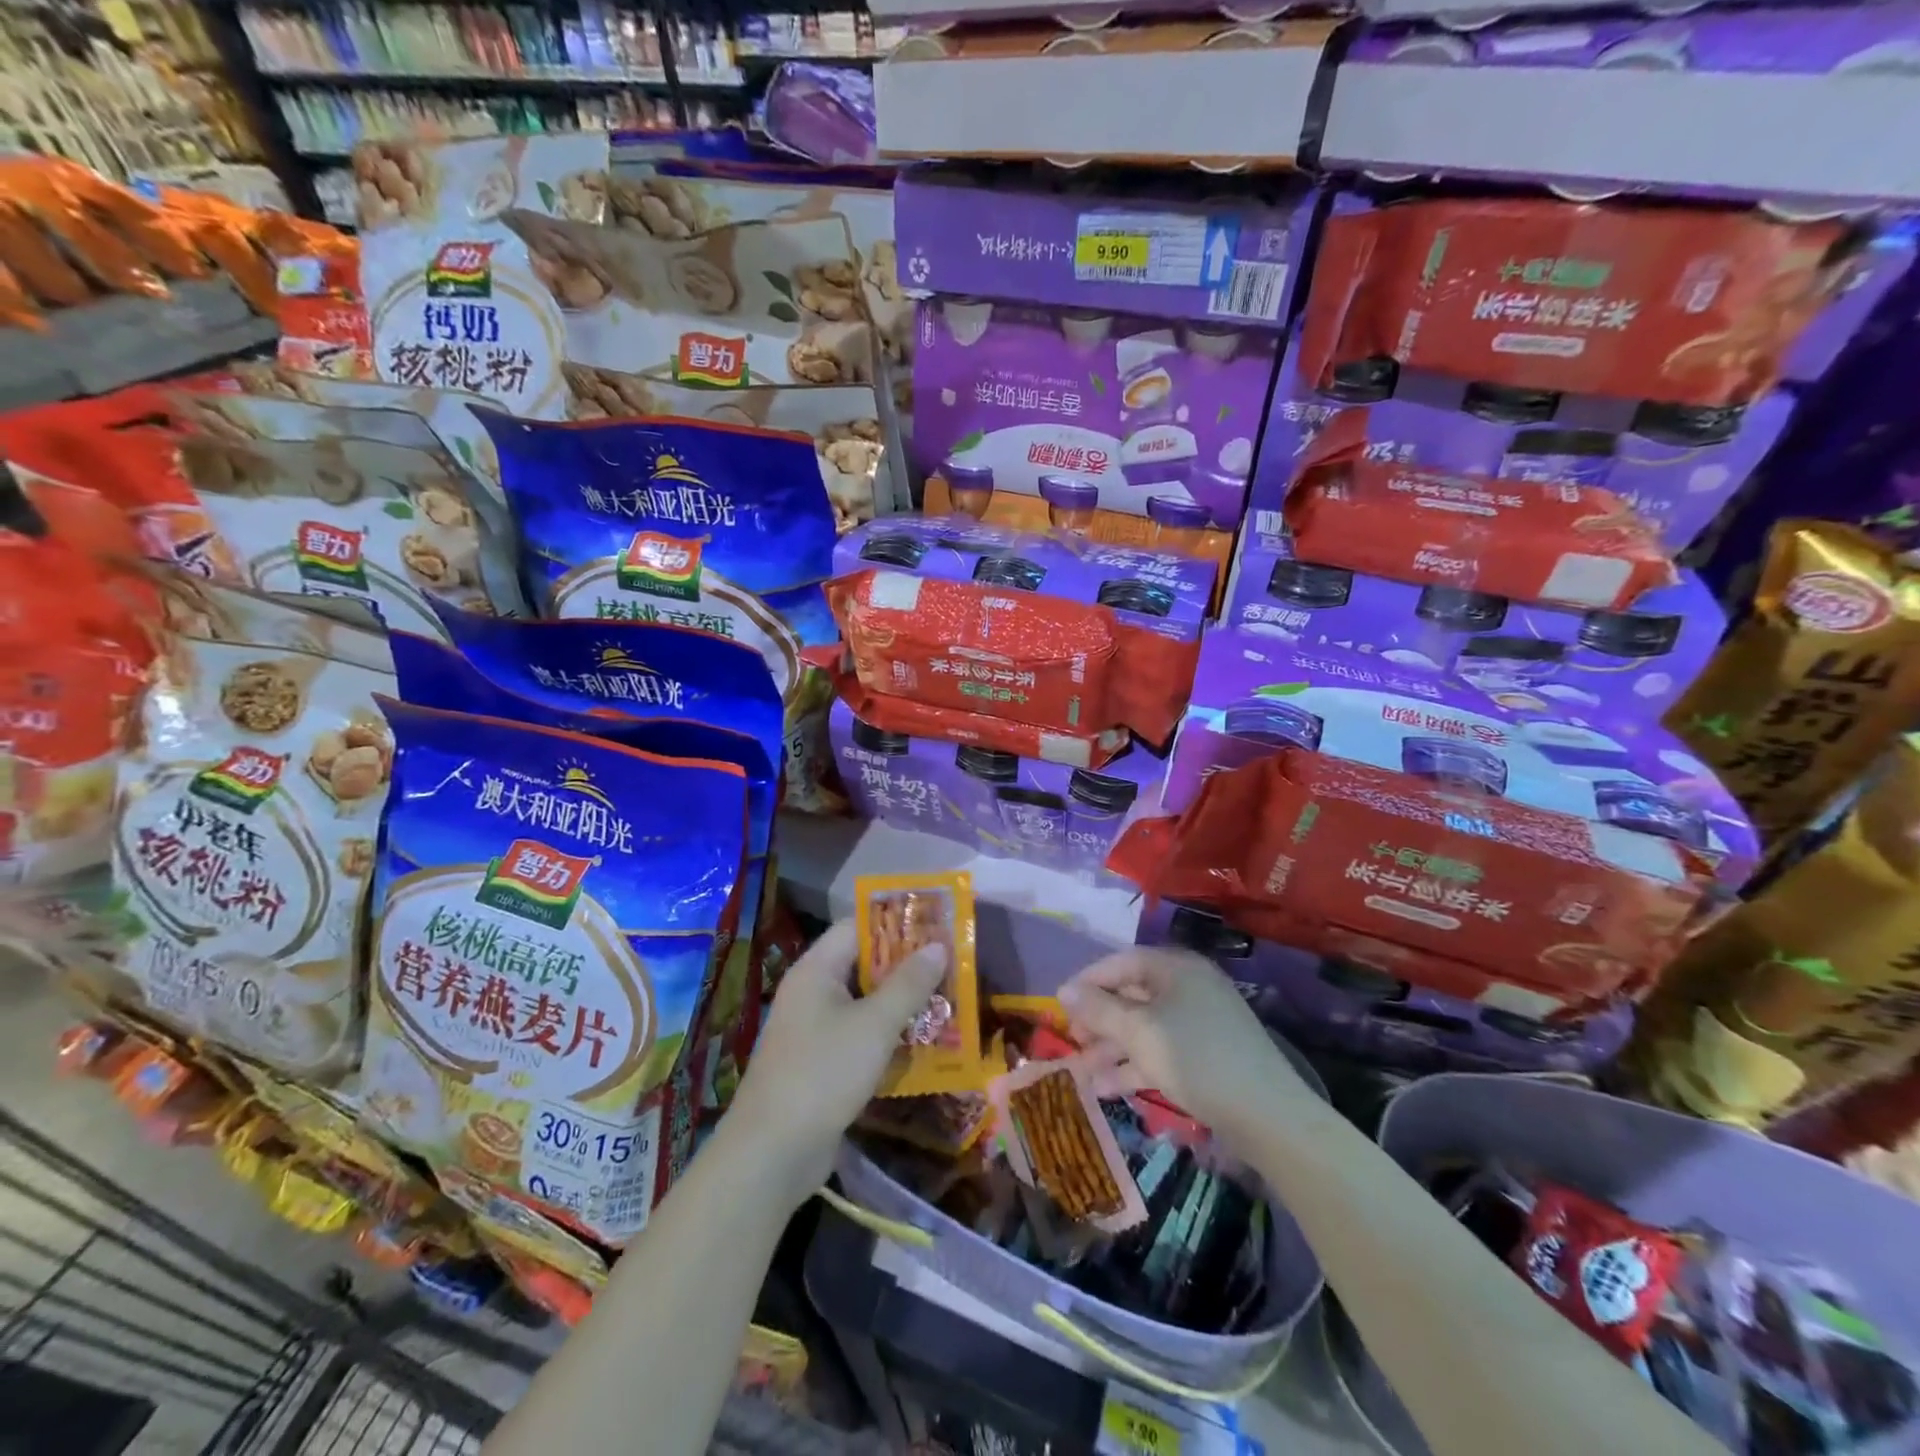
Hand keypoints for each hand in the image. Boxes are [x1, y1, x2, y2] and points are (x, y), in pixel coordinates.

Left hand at [724, 919, 947, 1205]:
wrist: (772, 1153)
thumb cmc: (823, 1073)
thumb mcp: (874, 1025)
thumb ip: (908, 984)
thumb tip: (938, 945)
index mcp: (816, 970)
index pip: (857, 927)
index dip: (895, 922)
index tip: (936, 924)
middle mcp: (812, 992)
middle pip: (863, 964)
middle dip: (906, 965)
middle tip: (951, 964)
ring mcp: (814, 1030)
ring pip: (865, 1003)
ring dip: (902, 1003)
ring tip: (948, 1001)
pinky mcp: (821, 1064)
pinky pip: (860, 1036)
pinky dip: (888, 1036)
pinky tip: (923, 1045)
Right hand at [1058, 947, 1312, 1144]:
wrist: (1268, 1115)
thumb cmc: (1195, 1058)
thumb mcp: (1139, 1032)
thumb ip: (1098, 1009)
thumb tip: (1063, 990)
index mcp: (1176, 968)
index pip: (1122, 962)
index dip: (1088, 981)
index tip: (1061, 1005)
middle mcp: (1188, 987)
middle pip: (1132, 995)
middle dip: (1099, 1020)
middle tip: (1073, 1042)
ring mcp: (1200, 1022)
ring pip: (1145, 1027)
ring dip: (1112, 1048)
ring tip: (1083, 1074)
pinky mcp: (1208, 1055)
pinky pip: (1161, 1050)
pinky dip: (1135, 1066)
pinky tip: (1108, 1090)